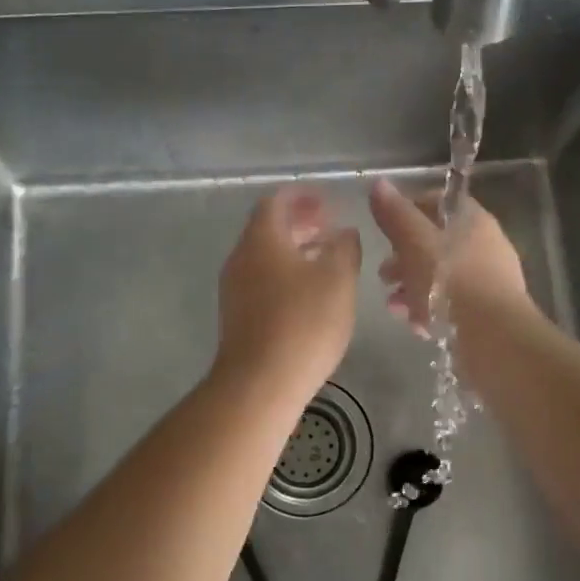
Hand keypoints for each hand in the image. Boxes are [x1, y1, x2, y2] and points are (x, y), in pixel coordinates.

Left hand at [213, 188, 361, 400]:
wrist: (259, 383)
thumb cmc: (303, 322)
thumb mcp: (338, 279)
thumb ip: (345, 248)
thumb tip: (344, 232)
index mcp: (262, 239)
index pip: (275, 201)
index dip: (301, 196)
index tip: (326, 201)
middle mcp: (241, 258)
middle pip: (267, 228)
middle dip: (299, 223)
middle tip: (330, 228)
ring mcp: (235, 289)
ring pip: (265, 256)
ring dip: (294, 250)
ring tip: (326, 260)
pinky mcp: (237, 316)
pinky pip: (262, 280)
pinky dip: (285, 274)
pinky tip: (309, 293)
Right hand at [369, 178, 528, 333]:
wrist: (493, 339)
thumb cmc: (450, 282)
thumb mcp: (415, 243)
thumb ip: (396, 215)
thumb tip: (379, 183)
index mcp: (472, 220)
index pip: (437, 202)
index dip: (408, 211)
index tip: (385, 230)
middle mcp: (486, 245)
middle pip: (436, 243)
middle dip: (404, 259)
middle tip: (384, 276)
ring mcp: (490, 280)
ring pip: (442, 276)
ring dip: (413, 288)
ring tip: (395, 307)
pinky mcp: (488, 312)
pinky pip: (453, 304)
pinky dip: (432, 310)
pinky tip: (417, 326)